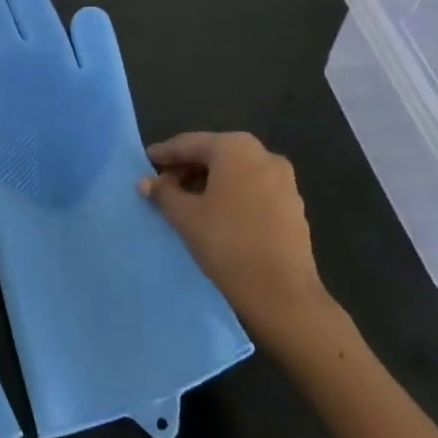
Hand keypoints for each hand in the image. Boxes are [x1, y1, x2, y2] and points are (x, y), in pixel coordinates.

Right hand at [139, 132, 333, 350]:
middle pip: (214, 155)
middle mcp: (263, 155)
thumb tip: (146, 182)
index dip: (164, 153)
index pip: (190, 144)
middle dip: (187, 167)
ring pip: (235, 172)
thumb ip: (163, 192)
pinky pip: (252, 189)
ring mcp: (284, 180)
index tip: (145, 161)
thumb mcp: (184, 215)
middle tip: (163, 184)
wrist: (281, 293)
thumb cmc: (226, 242)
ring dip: (209, 181)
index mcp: (235, 148)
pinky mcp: (293, 206)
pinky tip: (215, 214)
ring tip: (186, 201)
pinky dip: (231, 194)